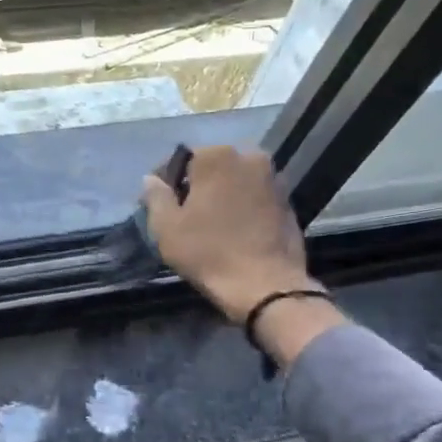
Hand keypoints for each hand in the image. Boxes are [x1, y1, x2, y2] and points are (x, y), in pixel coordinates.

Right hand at [142, 146, 316, 323]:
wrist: (266, 286)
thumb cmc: (209, 252)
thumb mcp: (167, 227)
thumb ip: (156, 196)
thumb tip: (152, 179)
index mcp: (216, 156)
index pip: (180, 158)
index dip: (165, 181)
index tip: (158, 205)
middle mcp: (249, 157)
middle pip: (211, 167)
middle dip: (196, 185)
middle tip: (184, 215)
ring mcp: (273, 178)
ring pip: (235, 180)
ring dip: (221, 194)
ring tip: (209, 224)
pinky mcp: (288, 201)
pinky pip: (255, 196)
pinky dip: (242, 206)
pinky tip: (234, 230)